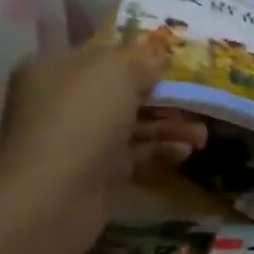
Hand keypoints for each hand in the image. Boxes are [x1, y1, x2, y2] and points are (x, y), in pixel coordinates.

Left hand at [0, 42, 206, 251]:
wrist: (52, 197)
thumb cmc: (81, 118)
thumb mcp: (117, 71)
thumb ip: (141, 59)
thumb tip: (155, 59)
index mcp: (54, 68)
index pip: (101, 55)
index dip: (137, 58)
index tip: (172, 65)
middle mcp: (61, 102)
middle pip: (119, 93)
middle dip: (161, 97)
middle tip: (196, 102)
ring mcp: (76, 141)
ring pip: (130, 126)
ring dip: (167, 127)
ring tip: (201, 136)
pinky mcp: (92, 175)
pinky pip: (131, 156)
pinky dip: (158, 152)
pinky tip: (185, 153)